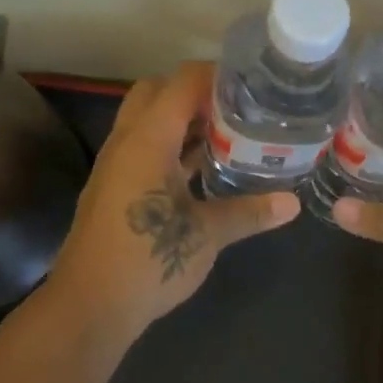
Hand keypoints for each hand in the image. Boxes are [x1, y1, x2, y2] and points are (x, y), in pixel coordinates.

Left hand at [47, 62, 299, 332]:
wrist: (89, 306)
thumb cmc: (148, 260)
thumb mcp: (207, 235)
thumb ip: (249, 212)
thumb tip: (293, 204)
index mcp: (148, 138)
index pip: (182, 82)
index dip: (217, 75)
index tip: (253, 83)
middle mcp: (127, 140)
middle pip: (158, 91)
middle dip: (196, 92)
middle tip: (237, 108)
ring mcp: (116, 163)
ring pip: (148, 119)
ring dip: (182, 119)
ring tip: (227, 131)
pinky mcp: (114, 185)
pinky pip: (144, 145)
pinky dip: (171, 143)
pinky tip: (202, 167)